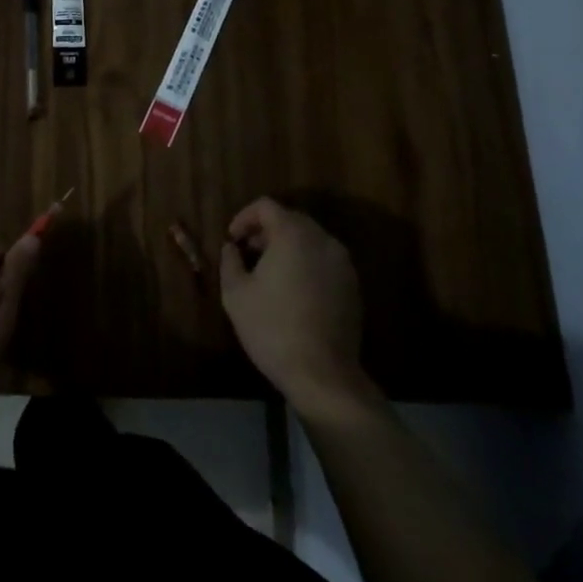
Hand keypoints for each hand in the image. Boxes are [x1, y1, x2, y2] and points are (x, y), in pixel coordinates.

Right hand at [219, 198, 368, 416]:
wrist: (323, 375)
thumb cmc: (272, 328)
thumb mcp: (236, 294)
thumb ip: (230, 261)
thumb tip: (232, 248)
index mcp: (293, 235)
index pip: (266, 206)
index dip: (244, 217)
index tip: (232, 239)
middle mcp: (322, 240)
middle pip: (290, 219)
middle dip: (266, 231)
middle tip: (247, 253)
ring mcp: (342, 263)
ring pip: (309, 240)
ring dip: (287, 247)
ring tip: (269, 273)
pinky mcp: (353, 286)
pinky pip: (324, 260)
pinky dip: (306, 263)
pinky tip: (292, 290)